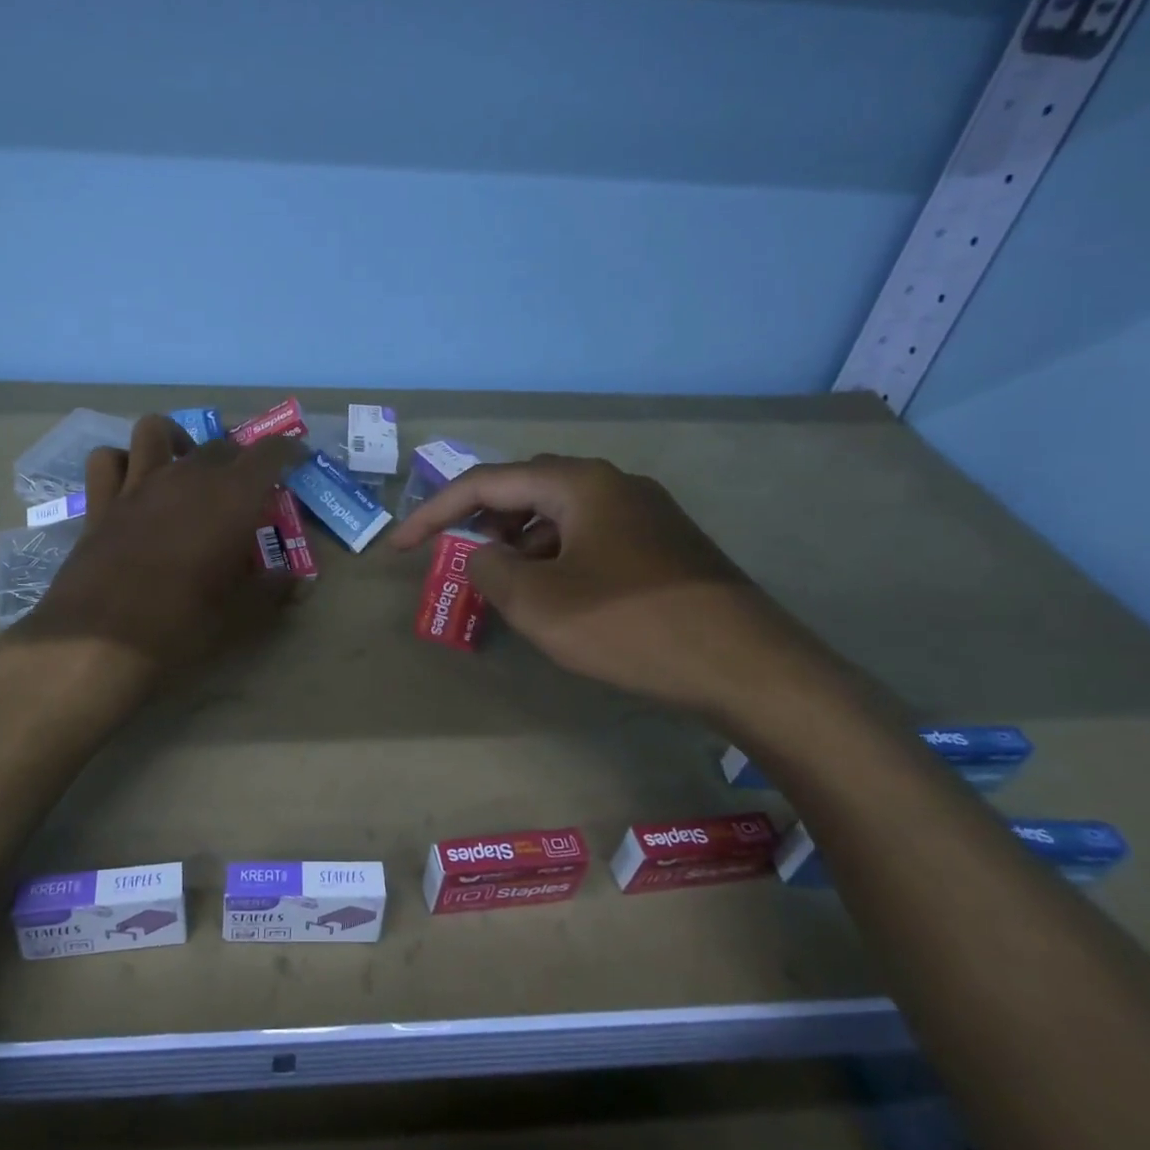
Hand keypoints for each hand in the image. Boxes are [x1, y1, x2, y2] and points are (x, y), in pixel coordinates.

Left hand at [11, 415, 303, 694]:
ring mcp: (139, 484)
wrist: (102, 639)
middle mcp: (187, 476)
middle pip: (220, 445)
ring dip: (176, 439)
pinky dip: (122, 462)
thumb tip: (300, 583)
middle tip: (246, 485)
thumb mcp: (242, 613)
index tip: (297, 457)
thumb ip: (275, 590)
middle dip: (239, 457)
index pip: (269, 453)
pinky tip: (132, 482)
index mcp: (232, 497)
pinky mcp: (101, 502)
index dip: (287, 449)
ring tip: (185, 464)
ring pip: (156, 430)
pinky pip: (108, 460)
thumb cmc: (184, 622)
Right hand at [390, 454, 820, 718]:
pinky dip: (558, 556)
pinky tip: (560, 595)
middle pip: (526, 489)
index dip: (434, 513)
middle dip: (482, 520)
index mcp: (578, 483)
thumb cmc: (631, 626)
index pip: (487, 484)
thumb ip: (490, 571)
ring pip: (561, 515)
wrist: (749, 666)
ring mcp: (645, 512)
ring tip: (507, 584)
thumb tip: (483, 557)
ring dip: (521, 542)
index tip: (400, 546)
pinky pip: (591, 536)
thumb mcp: (540, 604)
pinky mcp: (664, 544)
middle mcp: (612, 483)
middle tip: (458, 555)